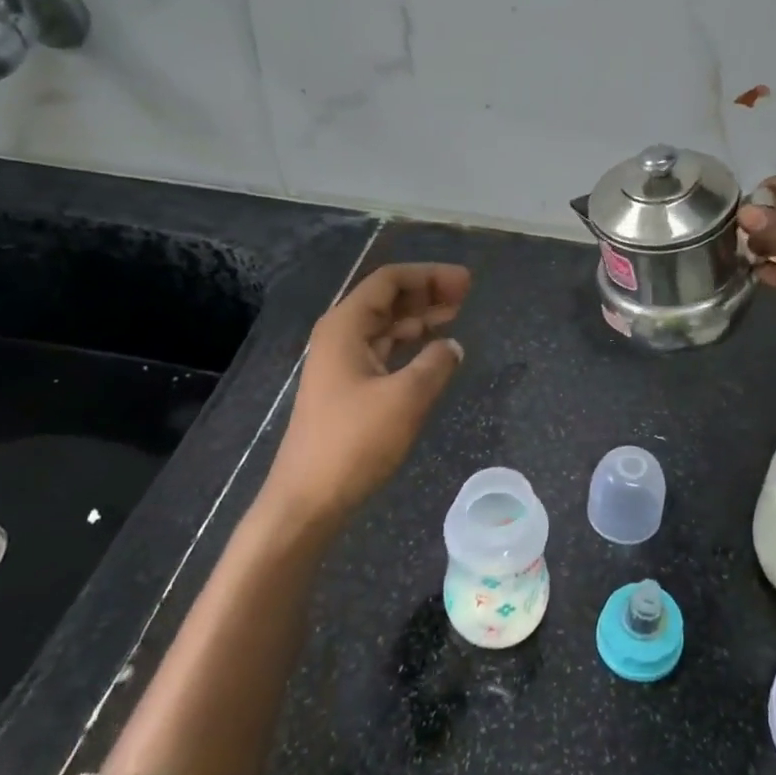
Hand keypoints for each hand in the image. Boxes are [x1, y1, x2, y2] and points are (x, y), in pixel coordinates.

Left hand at [263, 263, 470, 531]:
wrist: (308, 499)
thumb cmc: (354, 442)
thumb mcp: (406, 398)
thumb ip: (435, 364)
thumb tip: (453, 346)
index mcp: (345, 327)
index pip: (389, 281)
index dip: (429, 275)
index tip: (465, 282)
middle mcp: (340, 337)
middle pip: (387, 300)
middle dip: (427, 292)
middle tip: (466, 294)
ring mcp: (341, 363)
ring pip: (386, 326)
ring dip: (420, 318)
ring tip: (457, 314)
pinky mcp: (347, 389)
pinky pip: (384, 351)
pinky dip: (410, 345)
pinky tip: (433, 351)